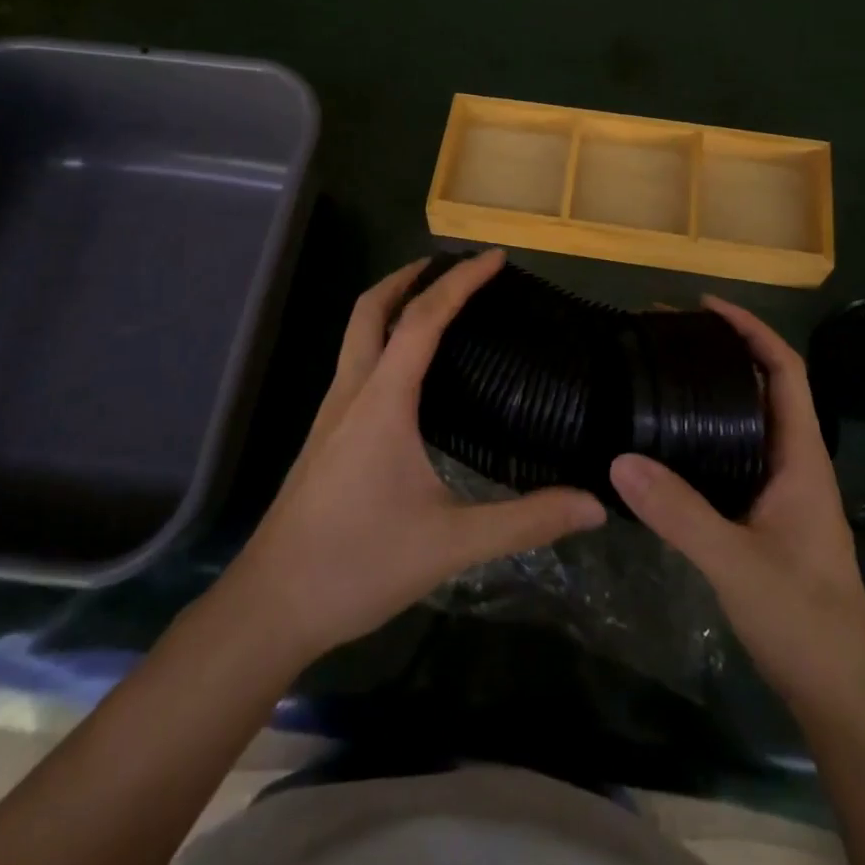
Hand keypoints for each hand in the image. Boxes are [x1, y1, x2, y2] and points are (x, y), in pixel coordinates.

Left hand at [227, 249, 606, 663]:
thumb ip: (525, 521)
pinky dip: (383, 340)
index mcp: (383, 400)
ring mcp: (332, 413)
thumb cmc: (359, 564)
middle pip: (371, 309)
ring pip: (357, 334)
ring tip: (437, 305)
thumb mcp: (452, 543)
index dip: (460, 281)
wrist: (271, 605)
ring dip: (393, 305)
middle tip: (454, 266)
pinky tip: (409, 374)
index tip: (495, 258)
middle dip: (410, 276)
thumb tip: (593, 504)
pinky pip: (356, 364)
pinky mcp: (325, 436)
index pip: (423, 319)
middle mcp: (353, 392)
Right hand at [610, 297, 864, 706]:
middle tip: (666, 336)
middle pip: (764, 386)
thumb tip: (620, 459)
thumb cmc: (803, 618)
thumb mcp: (736, 563)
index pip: (785, 371)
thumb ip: (680, 514)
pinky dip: (704, 430)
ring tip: (661, 372)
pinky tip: (666, 440)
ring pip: (747, 420)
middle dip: (723, 351)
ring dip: (713, 389)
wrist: (839, 690)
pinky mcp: (763, 513)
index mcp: (801, 456)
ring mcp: (780, 489)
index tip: (705, 308)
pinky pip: (733, 452)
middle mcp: (794, 461)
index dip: (752, 330)